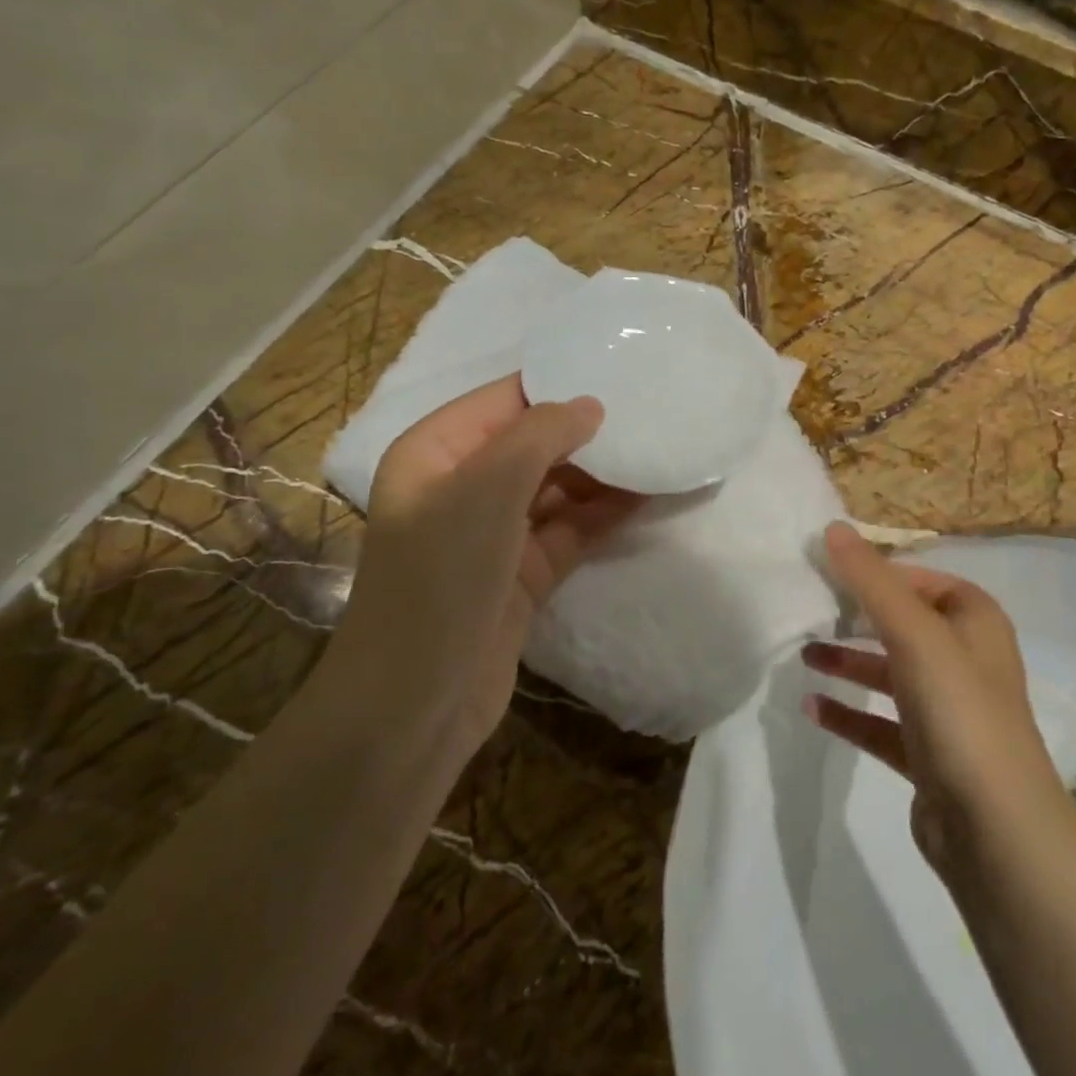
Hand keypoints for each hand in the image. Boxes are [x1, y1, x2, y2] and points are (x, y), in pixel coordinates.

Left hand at [329, 376, 642, 755]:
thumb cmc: (442, 577)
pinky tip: (646, 498)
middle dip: (587, 433)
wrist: (416, 702)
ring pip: (555, 488)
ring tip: (658, 454)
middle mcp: (461, 485)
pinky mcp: (521, 573)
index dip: (558, 386)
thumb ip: (541, 435)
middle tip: (650, 415)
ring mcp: (492, 533)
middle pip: (533, 443)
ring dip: (601, 475)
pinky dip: (601, 515)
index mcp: (435, 451)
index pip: (504, 400)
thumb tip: (591, 406)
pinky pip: (568, 530)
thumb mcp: (487, 489)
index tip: (619, 374)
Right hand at [802, 523, 1065, 876]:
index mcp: (975, 621)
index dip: (876, 571)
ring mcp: (948, 710)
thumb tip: (833, 527)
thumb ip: (871, 580)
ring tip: (803, 654)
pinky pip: (880, 723)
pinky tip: (812, 708)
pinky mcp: (928, 754)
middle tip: (810, 609)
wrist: (996, 830)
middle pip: (902, 624)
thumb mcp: (914, 633)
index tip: (827, 569)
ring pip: (889, 673)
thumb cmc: (960, 710)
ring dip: (849, 662)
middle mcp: (966, 659)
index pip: (920, 579)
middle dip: (857, 616)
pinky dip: (849, 713)